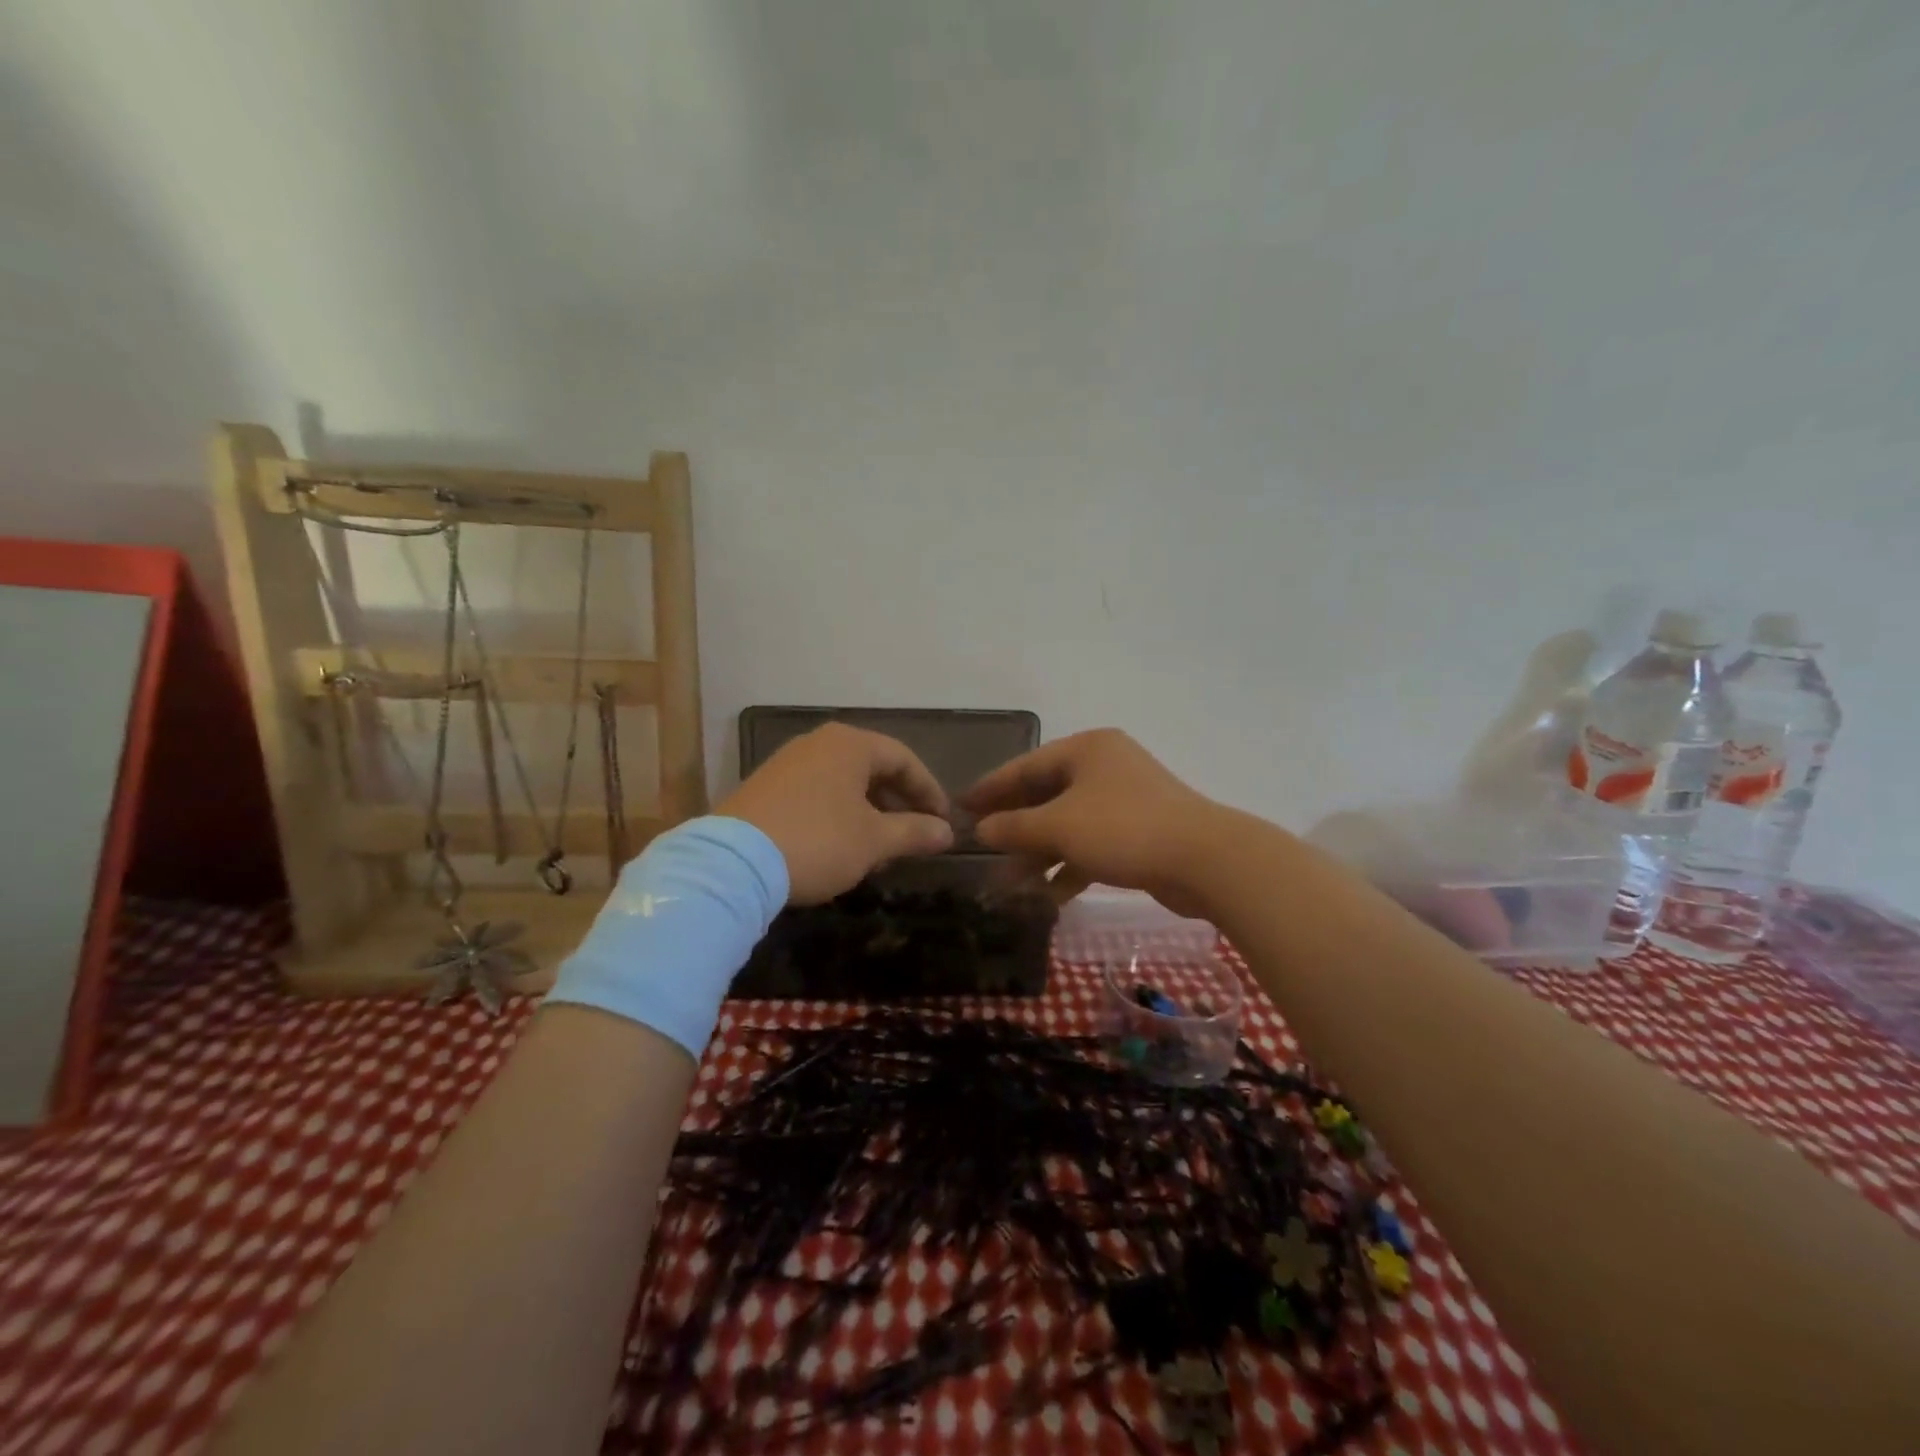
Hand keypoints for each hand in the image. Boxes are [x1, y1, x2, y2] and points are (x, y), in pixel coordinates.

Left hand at [718, 724, 954, 904]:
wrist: (733, 863)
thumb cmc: (818, 841)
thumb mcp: (874, 841)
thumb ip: (915, 832)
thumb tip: (947, 832)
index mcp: (850, 744)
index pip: (903, 760)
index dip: (929, 791)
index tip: (943, 823)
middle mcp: (818, 743)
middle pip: (872, 768)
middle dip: (898, 803)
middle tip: (913, 836)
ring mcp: (787, 764)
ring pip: (843, 783)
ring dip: (868, 813)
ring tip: (879, 848)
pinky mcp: (764, 788)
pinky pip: (816, 794)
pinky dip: (838, 816)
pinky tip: (839, 848)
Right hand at [961, 729, 1223, 915]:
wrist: (1206, 860)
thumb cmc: (1123, 829)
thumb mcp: (1059, 827)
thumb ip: (1014, 827)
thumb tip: (980, 829)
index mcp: (1086, 749)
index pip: (1024, 766)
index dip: (989, 788)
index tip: (958, 806)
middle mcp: (1104, 767)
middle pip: (1045, 795)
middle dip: (1014, 828)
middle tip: (981, 849)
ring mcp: (1125, 800)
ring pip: (1068, 824)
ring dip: (1039, 854)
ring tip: (1009, 885)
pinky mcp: (1139, 832)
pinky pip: (1091, 845)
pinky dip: (1070, 867)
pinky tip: (1049, 896)